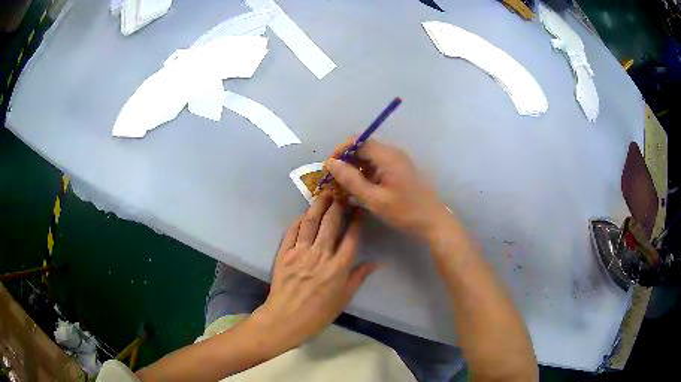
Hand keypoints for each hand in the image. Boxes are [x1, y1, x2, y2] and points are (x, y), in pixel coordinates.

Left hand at [250, 192, 377, 352]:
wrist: (286, 319)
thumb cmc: (319, 313)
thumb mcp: (344, 298)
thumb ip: (359, 277)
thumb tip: (377, 262)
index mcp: (338, 267)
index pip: (351, 237)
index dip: (356, 220)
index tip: (360, 208)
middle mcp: (320, 255)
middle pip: (331, 223)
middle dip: (338, 205)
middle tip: (342, 193)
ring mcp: (300, 252)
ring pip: (311, 222)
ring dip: (319, 205)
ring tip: (325, 193)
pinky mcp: (284, 253)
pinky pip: (292, 231)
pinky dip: (299, 220)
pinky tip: (304, 213)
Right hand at [324, 137, 450, 239]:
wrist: (433, 222)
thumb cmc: (405, 212)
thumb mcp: (374, 198)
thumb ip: (351, 180)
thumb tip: (331, 163)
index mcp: (387, 156)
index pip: (358, 141)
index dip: (340, 151)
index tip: (328, 167)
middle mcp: (392, 153)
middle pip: (362, 148)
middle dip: (345, 161)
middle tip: (333, 180)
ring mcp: (396, 162)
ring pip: (368, 158)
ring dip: (353, 169)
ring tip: (342, 187)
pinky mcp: (398, 171)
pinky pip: (376, 167)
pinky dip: (364, 175)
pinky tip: (357, 190)